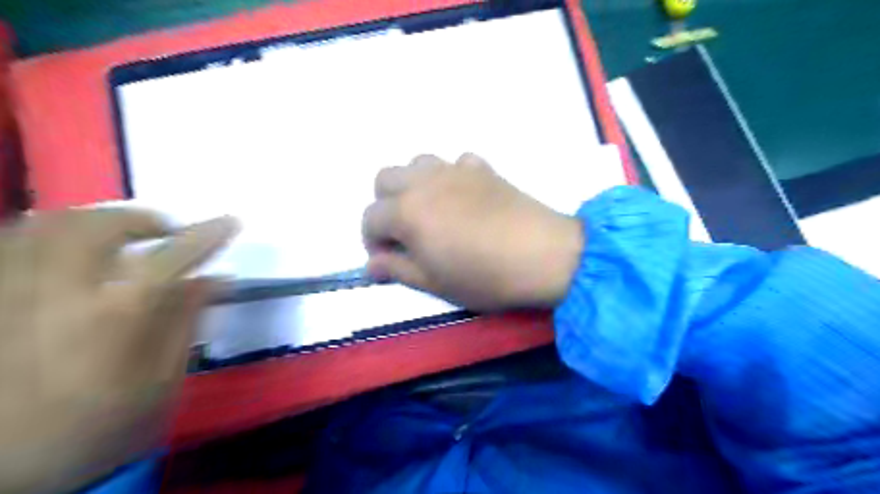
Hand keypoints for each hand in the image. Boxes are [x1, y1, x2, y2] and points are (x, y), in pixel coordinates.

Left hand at [1, 209, 237, 493]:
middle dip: (142, 219)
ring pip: (47, 225)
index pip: (171, 257)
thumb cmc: (97, 427)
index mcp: (114, 317)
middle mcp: (58, 293)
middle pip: (99, 226)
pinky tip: (71, 250)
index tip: (232, 221)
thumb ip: (187, 321)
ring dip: (96, 220)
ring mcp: (8, 294)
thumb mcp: (162, 381)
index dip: (206, 234)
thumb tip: (217, 278)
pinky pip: (11, 244)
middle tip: (166, 231)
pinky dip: (51, 234)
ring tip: (121, 235)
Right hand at [363, 152, 582, 309]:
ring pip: (417, 163)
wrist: (542, 255)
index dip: (372, 240)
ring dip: (414, 185)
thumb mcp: (434, 283)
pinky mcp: (483, 168)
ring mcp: (455, 170)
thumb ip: (397, 270)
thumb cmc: (484, 276)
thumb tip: (370, 265)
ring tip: (431, 212)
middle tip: (406, 233)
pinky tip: (464, 197)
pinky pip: (456, 162)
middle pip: (385, 179)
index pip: (370, 218)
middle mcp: (424, 182)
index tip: (389, 259)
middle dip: (385, 205)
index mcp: (407, 212)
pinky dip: (451, 176)